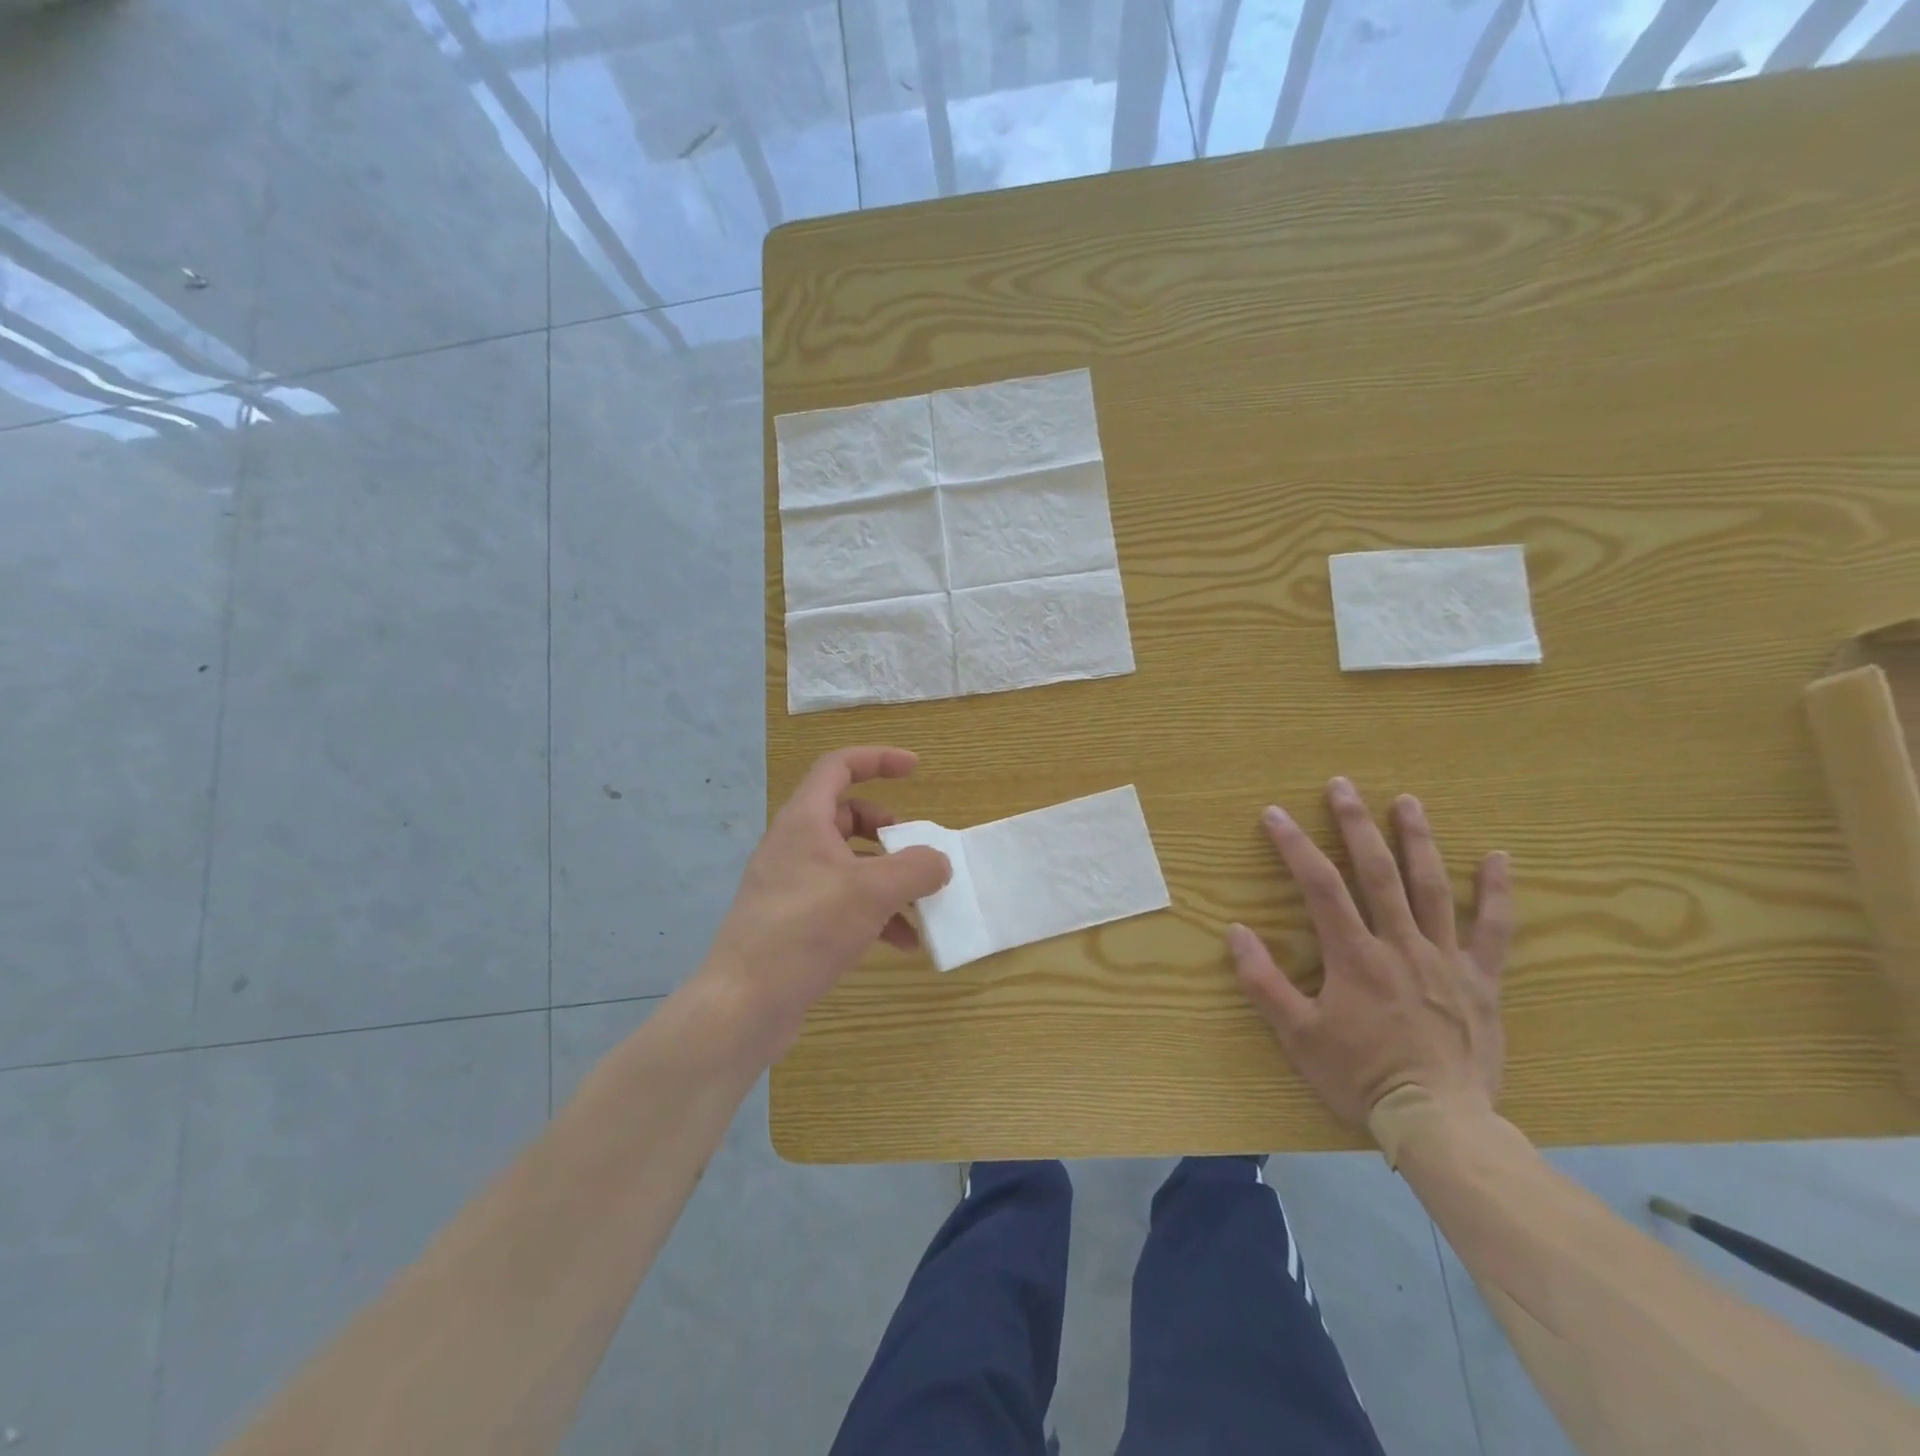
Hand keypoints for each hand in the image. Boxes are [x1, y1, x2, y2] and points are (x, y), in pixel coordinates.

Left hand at [702, 746, 950, 1056]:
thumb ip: (915, 869)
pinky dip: (875, 913)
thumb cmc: (805, 930)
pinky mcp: (795, 922)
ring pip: (849, 863)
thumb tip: (939, 862)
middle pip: (847, 815)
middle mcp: (795, 846)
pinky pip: (843, 902)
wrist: (744, 1004)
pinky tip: (904, 943)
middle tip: (914, 849)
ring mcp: (792, 885)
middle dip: (887, 828)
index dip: (878, 759)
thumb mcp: (871, 892)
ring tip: (920, 904)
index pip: (839, 767)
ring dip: (888, 878)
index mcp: (804, 821)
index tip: (916, 769)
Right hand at [1227, 777, 1512, 1130]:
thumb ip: (1264, 982)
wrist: (1439, 1123)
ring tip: (1407, 801)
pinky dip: (1497, 892)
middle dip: (1356, 824)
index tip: (1275, 814)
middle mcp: (1401, 945)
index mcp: (1355, 957)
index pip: (1321, 887)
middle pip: (1377, 872)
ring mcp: (1446, 960)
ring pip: (1432, 888)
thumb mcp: (1298, 1036)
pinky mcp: (1481, 981)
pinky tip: (1500, 858)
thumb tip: (1236, 932)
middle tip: (1343, 785)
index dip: (1295, 846)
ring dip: (1417, 840)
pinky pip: (1494, 930)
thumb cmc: (1361, 1077)